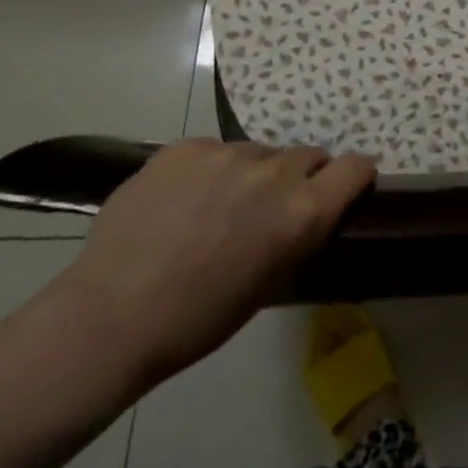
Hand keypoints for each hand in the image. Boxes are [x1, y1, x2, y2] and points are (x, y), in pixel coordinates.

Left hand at [45, 139, 374, 387]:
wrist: (110, 317)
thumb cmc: (199, 318)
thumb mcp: (272, 281)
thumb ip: (298, 232)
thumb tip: (305, 211)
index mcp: (303, 212)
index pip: (356, 167)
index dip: (353, 177)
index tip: (340, 189)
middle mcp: (275, 173)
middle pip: (308, 155)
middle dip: (298, 177)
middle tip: (268, 208)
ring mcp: (227, 154)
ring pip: (258, 153)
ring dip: (251, 173)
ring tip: (215, 206)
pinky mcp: (185, 148)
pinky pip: (214, 150)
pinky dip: (208, 170)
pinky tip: (181, 201)